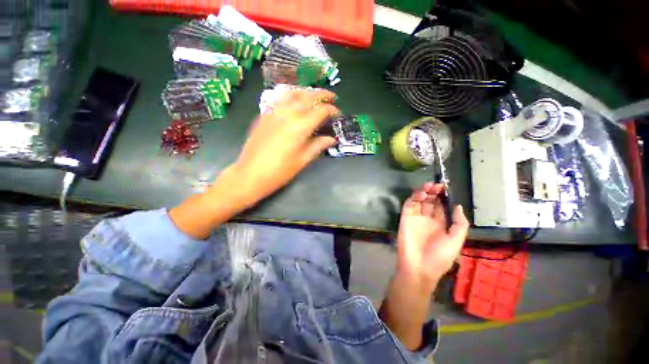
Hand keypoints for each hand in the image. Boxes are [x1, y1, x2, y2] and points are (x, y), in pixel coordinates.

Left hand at [226, 90, 338, 206]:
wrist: (250, 174)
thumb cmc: (280, 171)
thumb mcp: (303, 160)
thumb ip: (318, 146)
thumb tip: (332, 139)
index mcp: (300, 126)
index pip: (320, 111)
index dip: (331, 110)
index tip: (337, 113)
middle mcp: (287, 114)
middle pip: (308, 96)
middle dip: (322, 94)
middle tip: (331, 97)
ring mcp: (273, 112)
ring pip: (292, 93)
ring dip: (306, 92)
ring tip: (314, 96)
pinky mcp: (263, 115)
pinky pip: (279, 99)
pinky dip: (291, 96)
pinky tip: (294, 101)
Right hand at [396, 183, 468, 287]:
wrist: (419, 267)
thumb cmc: (439, 256)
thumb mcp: (456, 241)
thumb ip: (459, 223)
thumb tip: (458, 206)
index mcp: (440, 224)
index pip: (441, 206)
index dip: (444, 197)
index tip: (446, 188)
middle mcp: (428, 218)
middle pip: (430, 201)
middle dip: (434, 192)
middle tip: (438, 185)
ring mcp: (416, 217)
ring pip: (419, 200)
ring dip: (424, 192)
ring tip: (430, 186)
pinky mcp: (405, 217)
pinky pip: (409, 204)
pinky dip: (414, 197)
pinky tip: (421, 193)